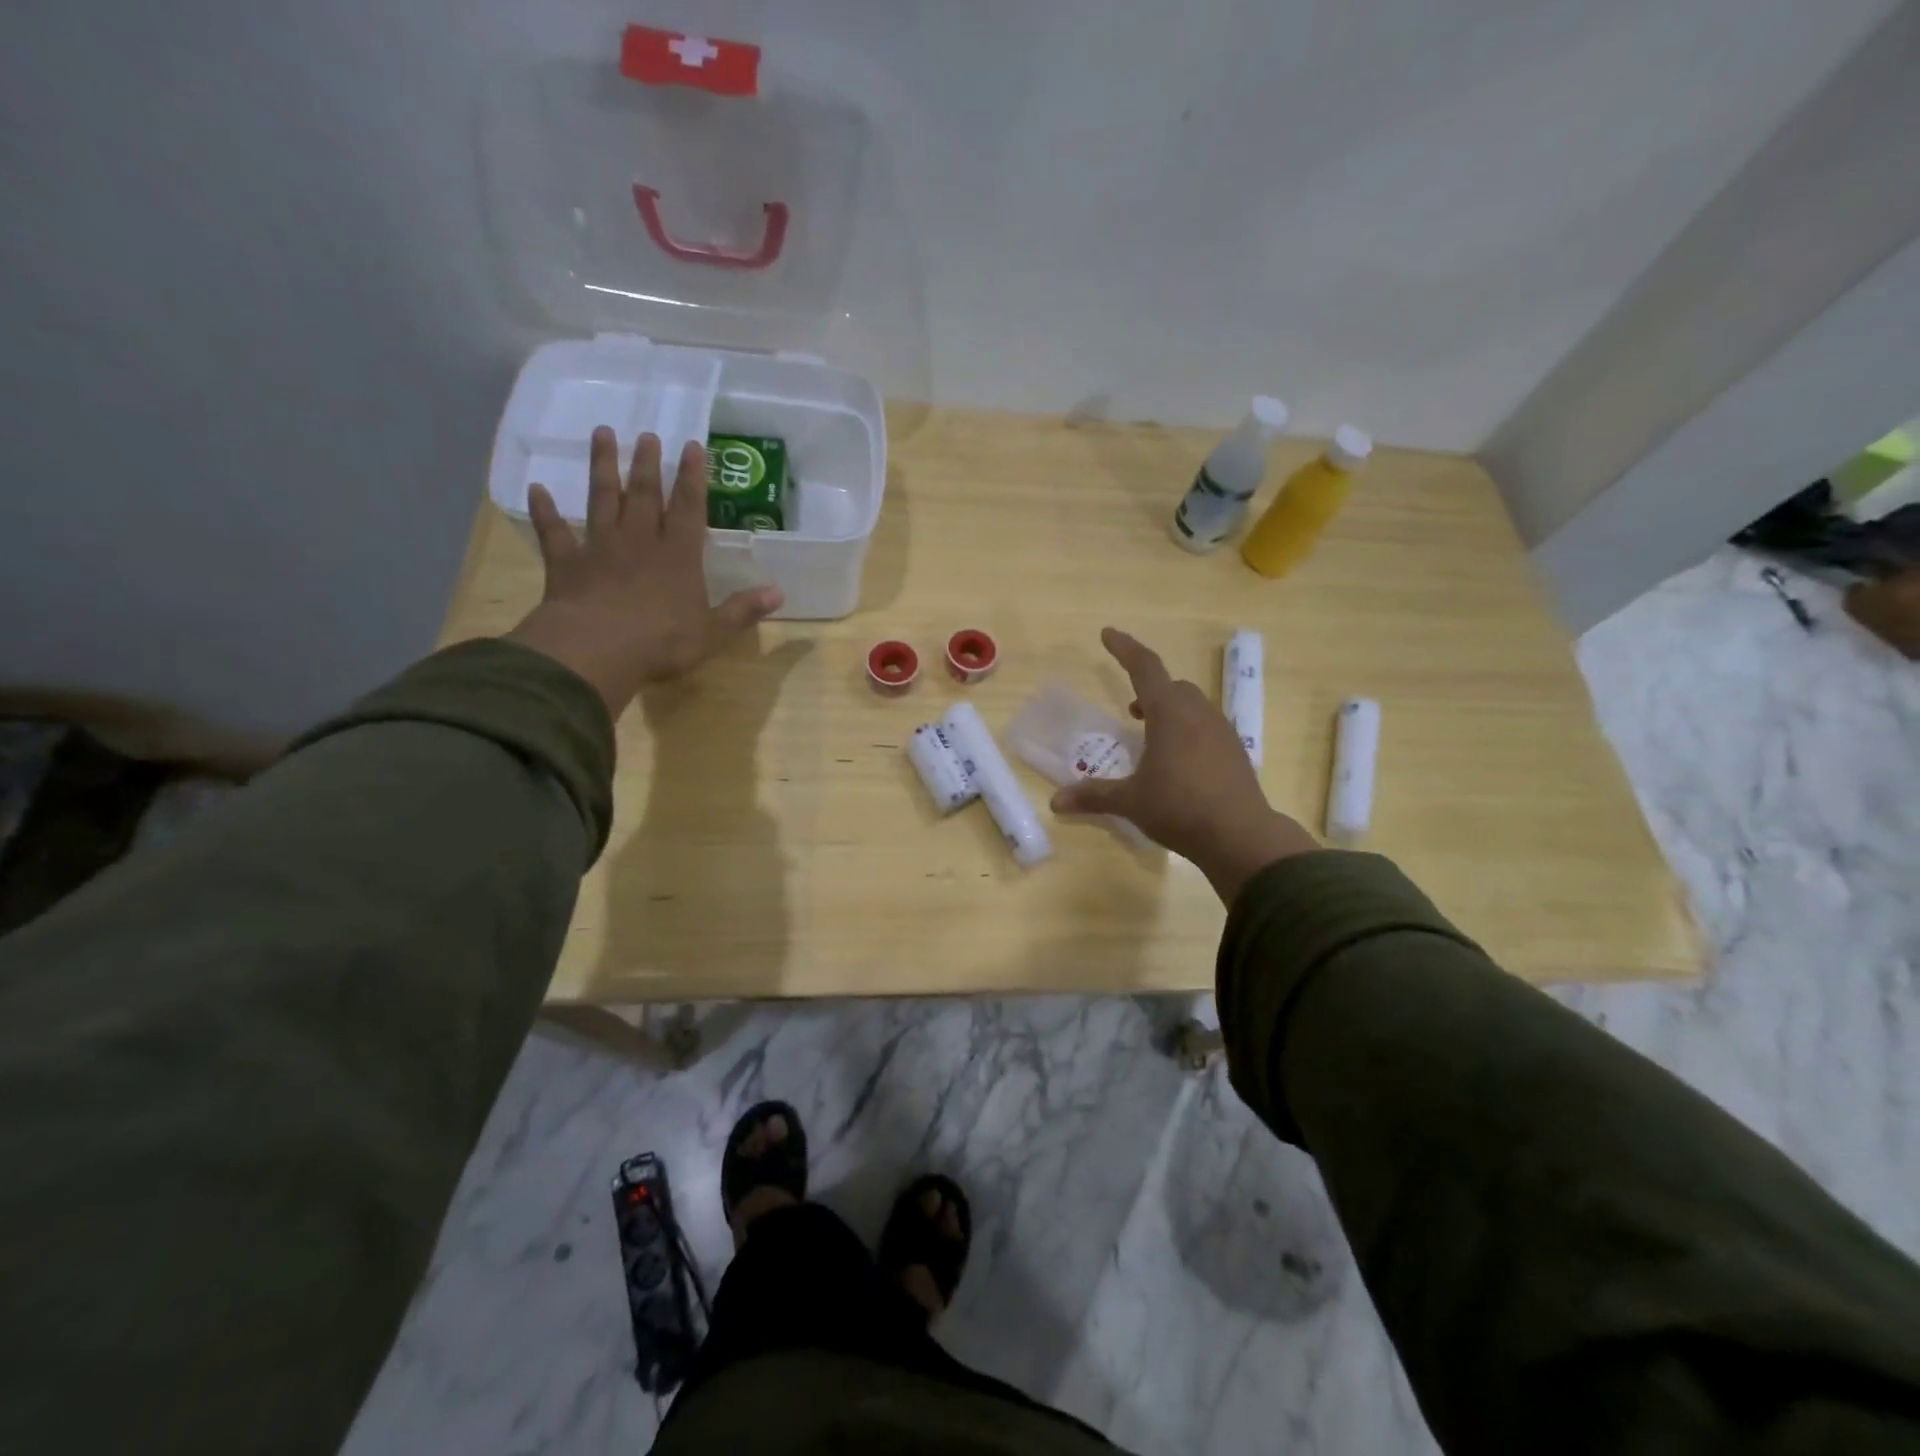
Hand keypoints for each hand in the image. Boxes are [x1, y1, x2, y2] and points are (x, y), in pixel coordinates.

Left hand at [506, 428, 782, 718]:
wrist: (598, 649)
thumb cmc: (662, 641)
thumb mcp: (713, 631)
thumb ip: (743, 610)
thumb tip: (778, 593)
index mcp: (678, 556)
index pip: (688, 507)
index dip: (693, 477)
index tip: (692, 446)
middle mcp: (640, 541)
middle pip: (644, 494)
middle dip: (648, 464)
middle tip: (648, 435)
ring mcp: (600, 548)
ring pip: (602, 499)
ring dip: (603, 467)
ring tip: (603, 434)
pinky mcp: (567, 563)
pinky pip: (554, 531)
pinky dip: (545, 510)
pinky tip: (537, 489)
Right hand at [1050, 628, 1318, 902]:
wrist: (1241, 835)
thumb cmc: (1180, 808)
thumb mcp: (1131, 801)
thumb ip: (1094, 796)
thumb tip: (1055, 802)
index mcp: (1169, 713)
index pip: (1144, 667)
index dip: (1124, 648)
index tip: (1107, 634)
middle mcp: (1197, 713)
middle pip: (1172, 686)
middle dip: (1149, 689)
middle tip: (1130, 710)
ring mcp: (1221, 731)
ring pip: (1193, 706)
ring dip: (1170, 711)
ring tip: (1152, 738)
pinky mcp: (1235, 752)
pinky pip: (1207, 727)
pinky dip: (1188, 731)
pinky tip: (1180, 762)